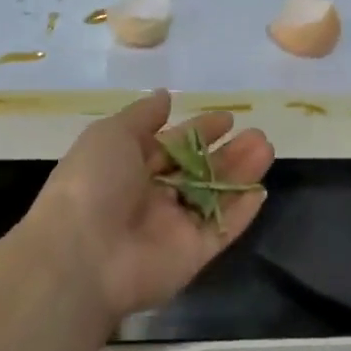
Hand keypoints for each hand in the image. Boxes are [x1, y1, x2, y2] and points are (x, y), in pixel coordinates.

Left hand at [23, 90, 272, 323]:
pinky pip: (221, 230)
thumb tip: (165, 95)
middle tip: (257, 135)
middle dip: (227, 152)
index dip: (199, 131)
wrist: (83, 254)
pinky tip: (260, 190)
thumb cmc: (93, 183)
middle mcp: (152, 197)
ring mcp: (173, 228)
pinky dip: (241, 213)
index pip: (171, 146)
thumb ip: (142, 116)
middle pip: (198, 171)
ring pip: (214, 197)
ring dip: (240, 174)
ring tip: (266, 148)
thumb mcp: (111, 134)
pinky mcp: (192, 255)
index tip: (227, 118)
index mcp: (128, 168)